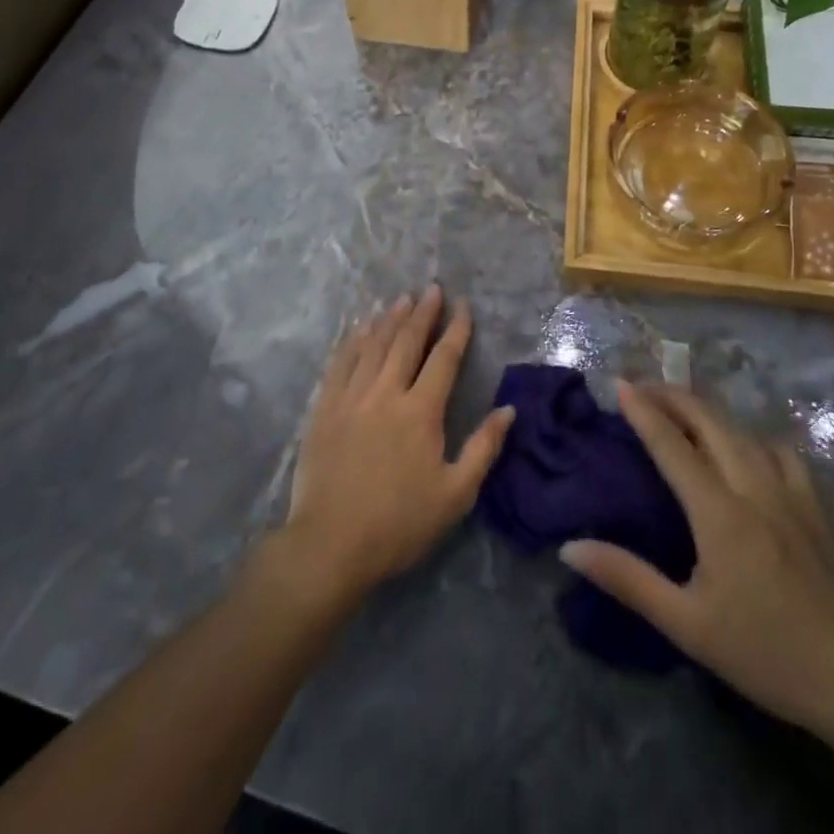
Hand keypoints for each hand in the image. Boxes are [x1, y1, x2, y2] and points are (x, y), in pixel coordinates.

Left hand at [283, 286, 515, 601]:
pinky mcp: (325, 408)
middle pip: (407, 342)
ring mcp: (352, 397)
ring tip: (401, 299)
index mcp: (421, 411)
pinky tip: (360, 328)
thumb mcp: (455, 495)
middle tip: (431, 289)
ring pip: (373, 346)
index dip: (456, 330)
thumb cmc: (399, 524)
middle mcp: (386, 393)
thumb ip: (483, 448)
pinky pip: (341, 363)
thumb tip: (508, 410)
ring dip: (390, 319)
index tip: (463, 306)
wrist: (331, 544)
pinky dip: (353, 340)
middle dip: (423, 313)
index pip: (444, 359)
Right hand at [560, 382, 833, 739]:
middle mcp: (755, 486)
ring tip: (689, 415)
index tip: (620, 383)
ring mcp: (794, 492)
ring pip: (746, 430)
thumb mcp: (687, 624)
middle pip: (710, 421)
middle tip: (645, 388)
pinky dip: (754, 438)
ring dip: (711, 413)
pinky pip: (781, 451)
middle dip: (674, 396)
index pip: (672, 444)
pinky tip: (752, 453)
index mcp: (719, 511)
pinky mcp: (822, 506)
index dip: (643, 411)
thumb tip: (569, 546)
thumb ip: (628, 579)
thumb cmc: (766, 653)